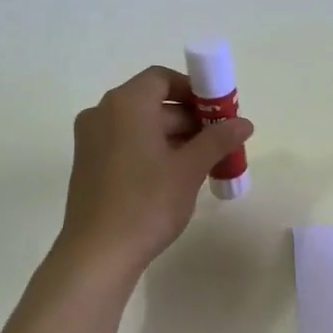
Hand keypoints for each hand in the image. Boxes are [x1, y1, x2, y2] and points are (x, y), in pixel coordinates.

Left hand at [57, 66, 253, 277]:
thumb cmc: (147, 203)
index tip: (218, 112)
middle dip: (189, 119)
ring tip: (204, 163)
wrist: (98, 253)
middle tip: (219, 142)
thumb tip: (244, 123)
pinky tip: (176, 177)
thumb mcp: (189, 169)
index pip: (162, 79)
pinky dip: (151, 150)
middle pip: (152, 103)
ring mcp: (91, 140)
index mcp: (126, 104)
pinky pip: (126, 144)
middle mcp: (102, 113)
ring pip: (139, 126)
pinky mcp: (88, 165)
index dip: (193, 90)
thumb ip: (218, 140)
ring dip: (173, 137)